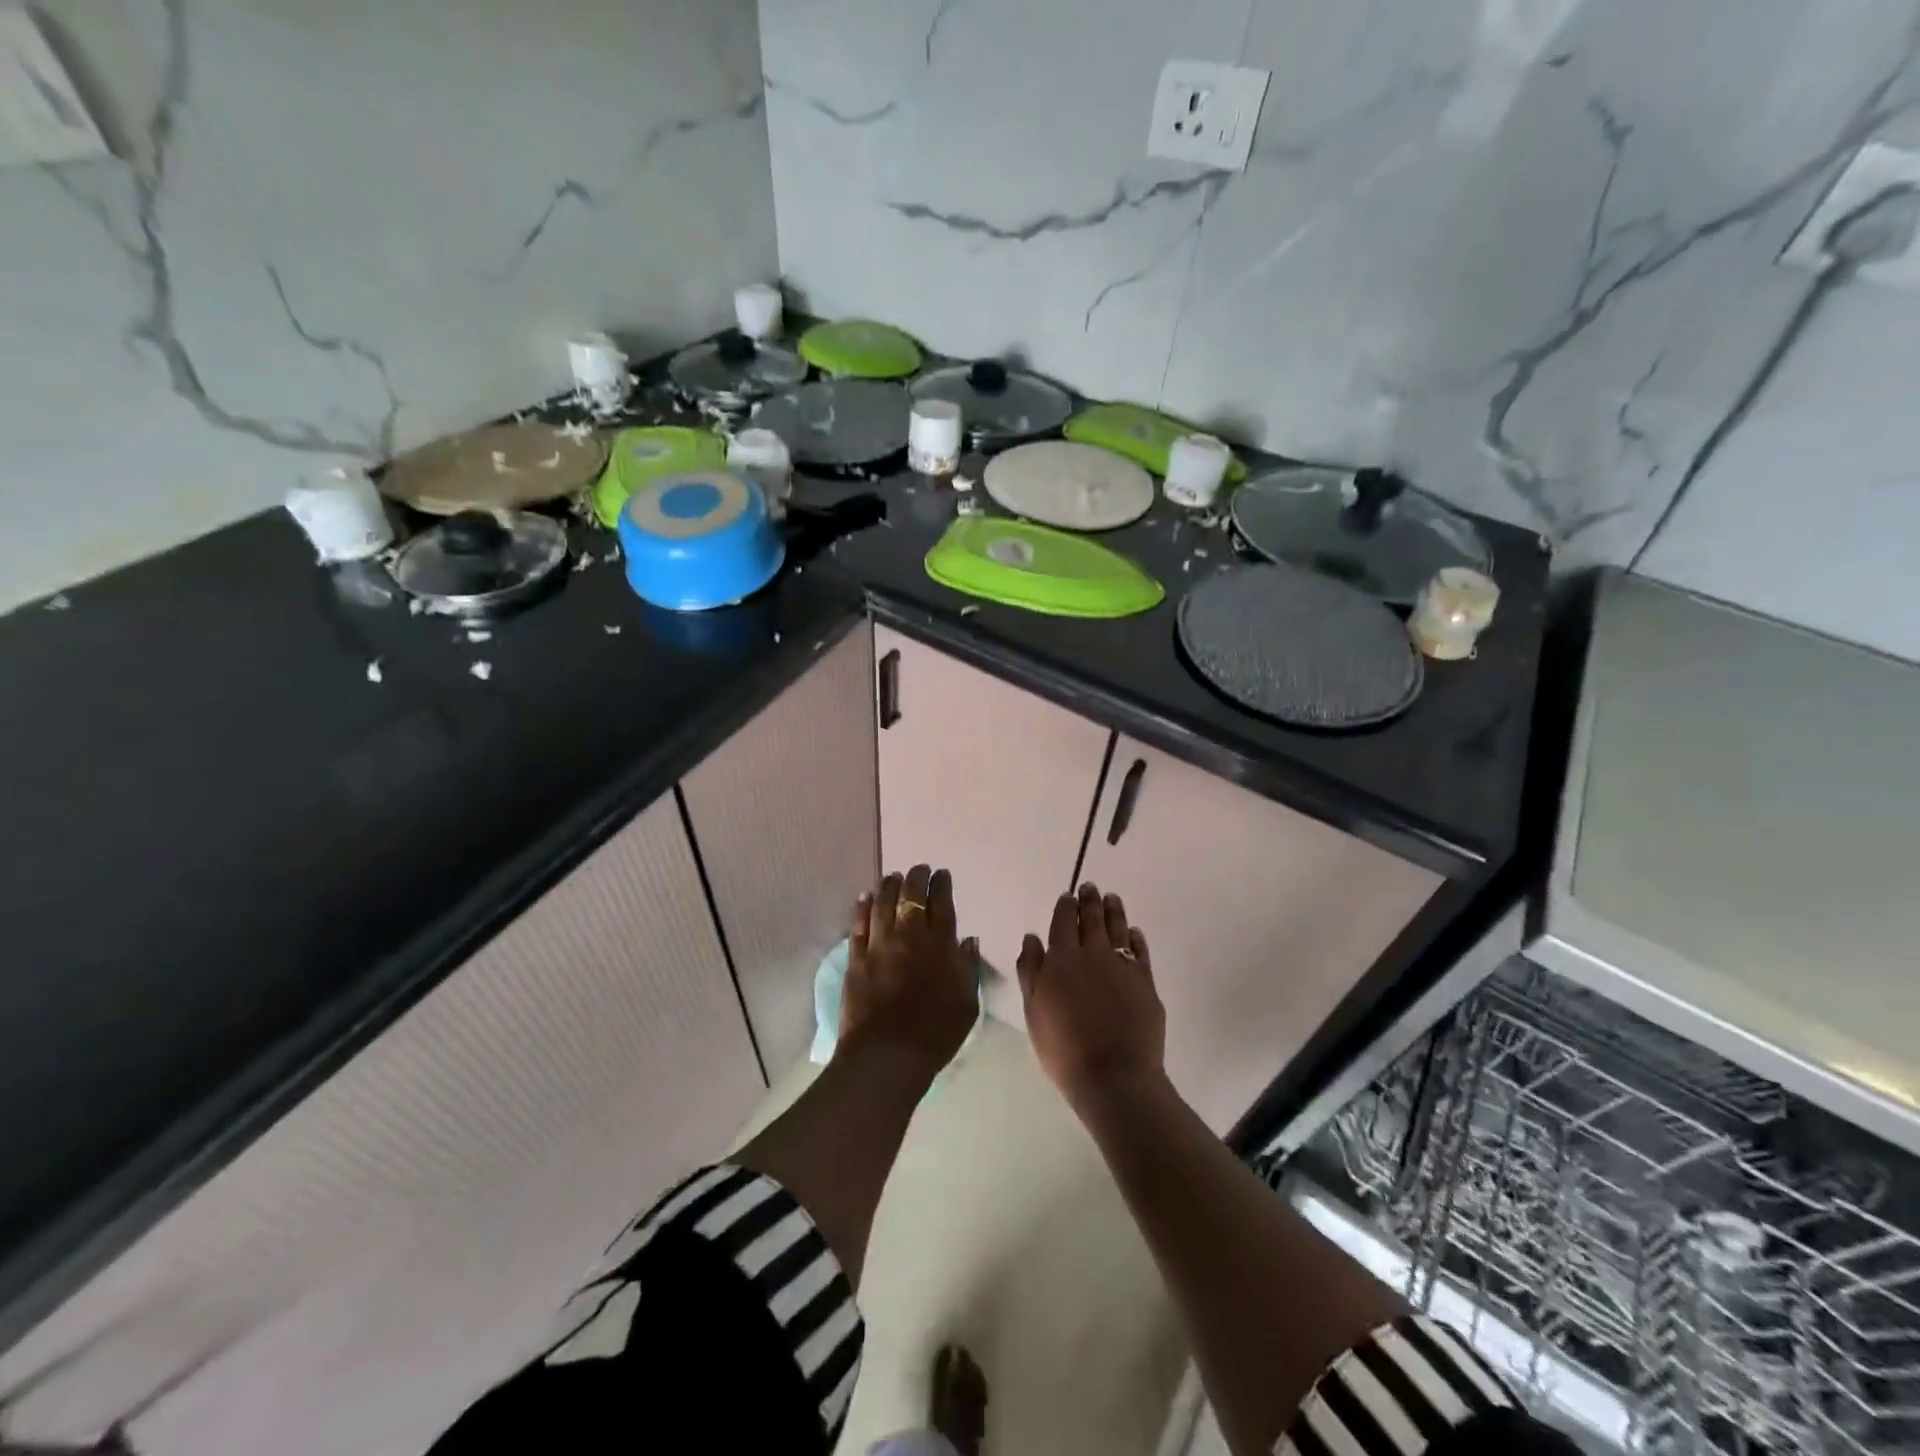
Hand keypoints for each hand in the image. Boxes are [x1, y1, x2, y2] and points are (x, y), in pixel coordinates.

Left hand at [838, 865, 978, 1077]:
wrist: (887, 1055)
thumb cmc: (935, 1034)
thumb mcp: (967, 1004)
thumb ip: (968, 968)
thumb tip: (968, 941)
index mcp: (940, 945)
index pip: (941, 904)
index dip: (941, 885)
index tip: (941, 875)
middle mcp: (909, 936)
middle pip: (911, 896)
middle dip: (916, 878)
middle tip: (918, 869)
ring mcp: (879, 945)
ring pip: (883, 903)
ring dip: (889, 886)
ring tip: (893, 876)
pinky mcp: (857, 959)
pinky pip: (858, 925)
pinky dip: (862, 908)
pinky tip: (864, 898)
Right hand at [1017, 883, 1165, 1110]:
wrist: (1114, 1074)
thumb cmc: (1064, 1047)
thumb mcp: (1034, 1010)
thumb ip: (1031, 970)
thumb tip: (1032, 937)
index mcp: (1062, 958)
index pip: (1063, 921)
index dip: (1065, 906)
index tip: (1068, 895)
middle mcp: (1093, 954)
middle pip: (1092, 918)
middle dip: (1090, 900)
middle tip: (1091, 887)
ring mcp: (1122, 966)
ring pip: (1118, 928)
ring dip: (1114, 910)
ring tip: (1112, 898)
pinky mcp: (1145, 982)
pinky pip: (1140, 950)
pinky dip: (1135, 937)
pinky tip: (1133, 932)